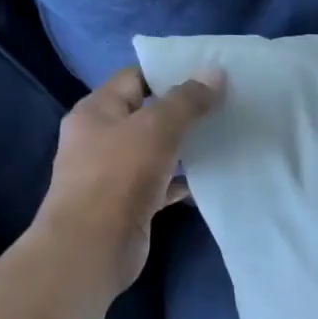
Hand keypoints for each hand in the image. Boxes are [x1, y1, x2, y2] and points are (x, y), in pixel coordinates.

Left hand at [31, 65, 223, 297]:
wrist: (93, 245)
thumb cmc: (119, 175)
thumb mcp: (157, 127)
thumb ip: (187, 100)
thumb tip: (215, 72)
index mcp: (97, 111)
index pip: (134, 78)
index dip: (168, 73)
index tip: (207, 75)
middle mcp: (100, 138)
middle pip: (146, 114)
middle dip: (182, 111)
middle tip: (223, 105)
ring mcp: (113, 173)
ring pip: (155, 150)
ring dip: (185, 146)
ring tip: (223, 136)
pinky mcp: (128, 203)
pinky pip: (161, 183)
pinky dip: (182, 180)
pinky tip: (210, 176)